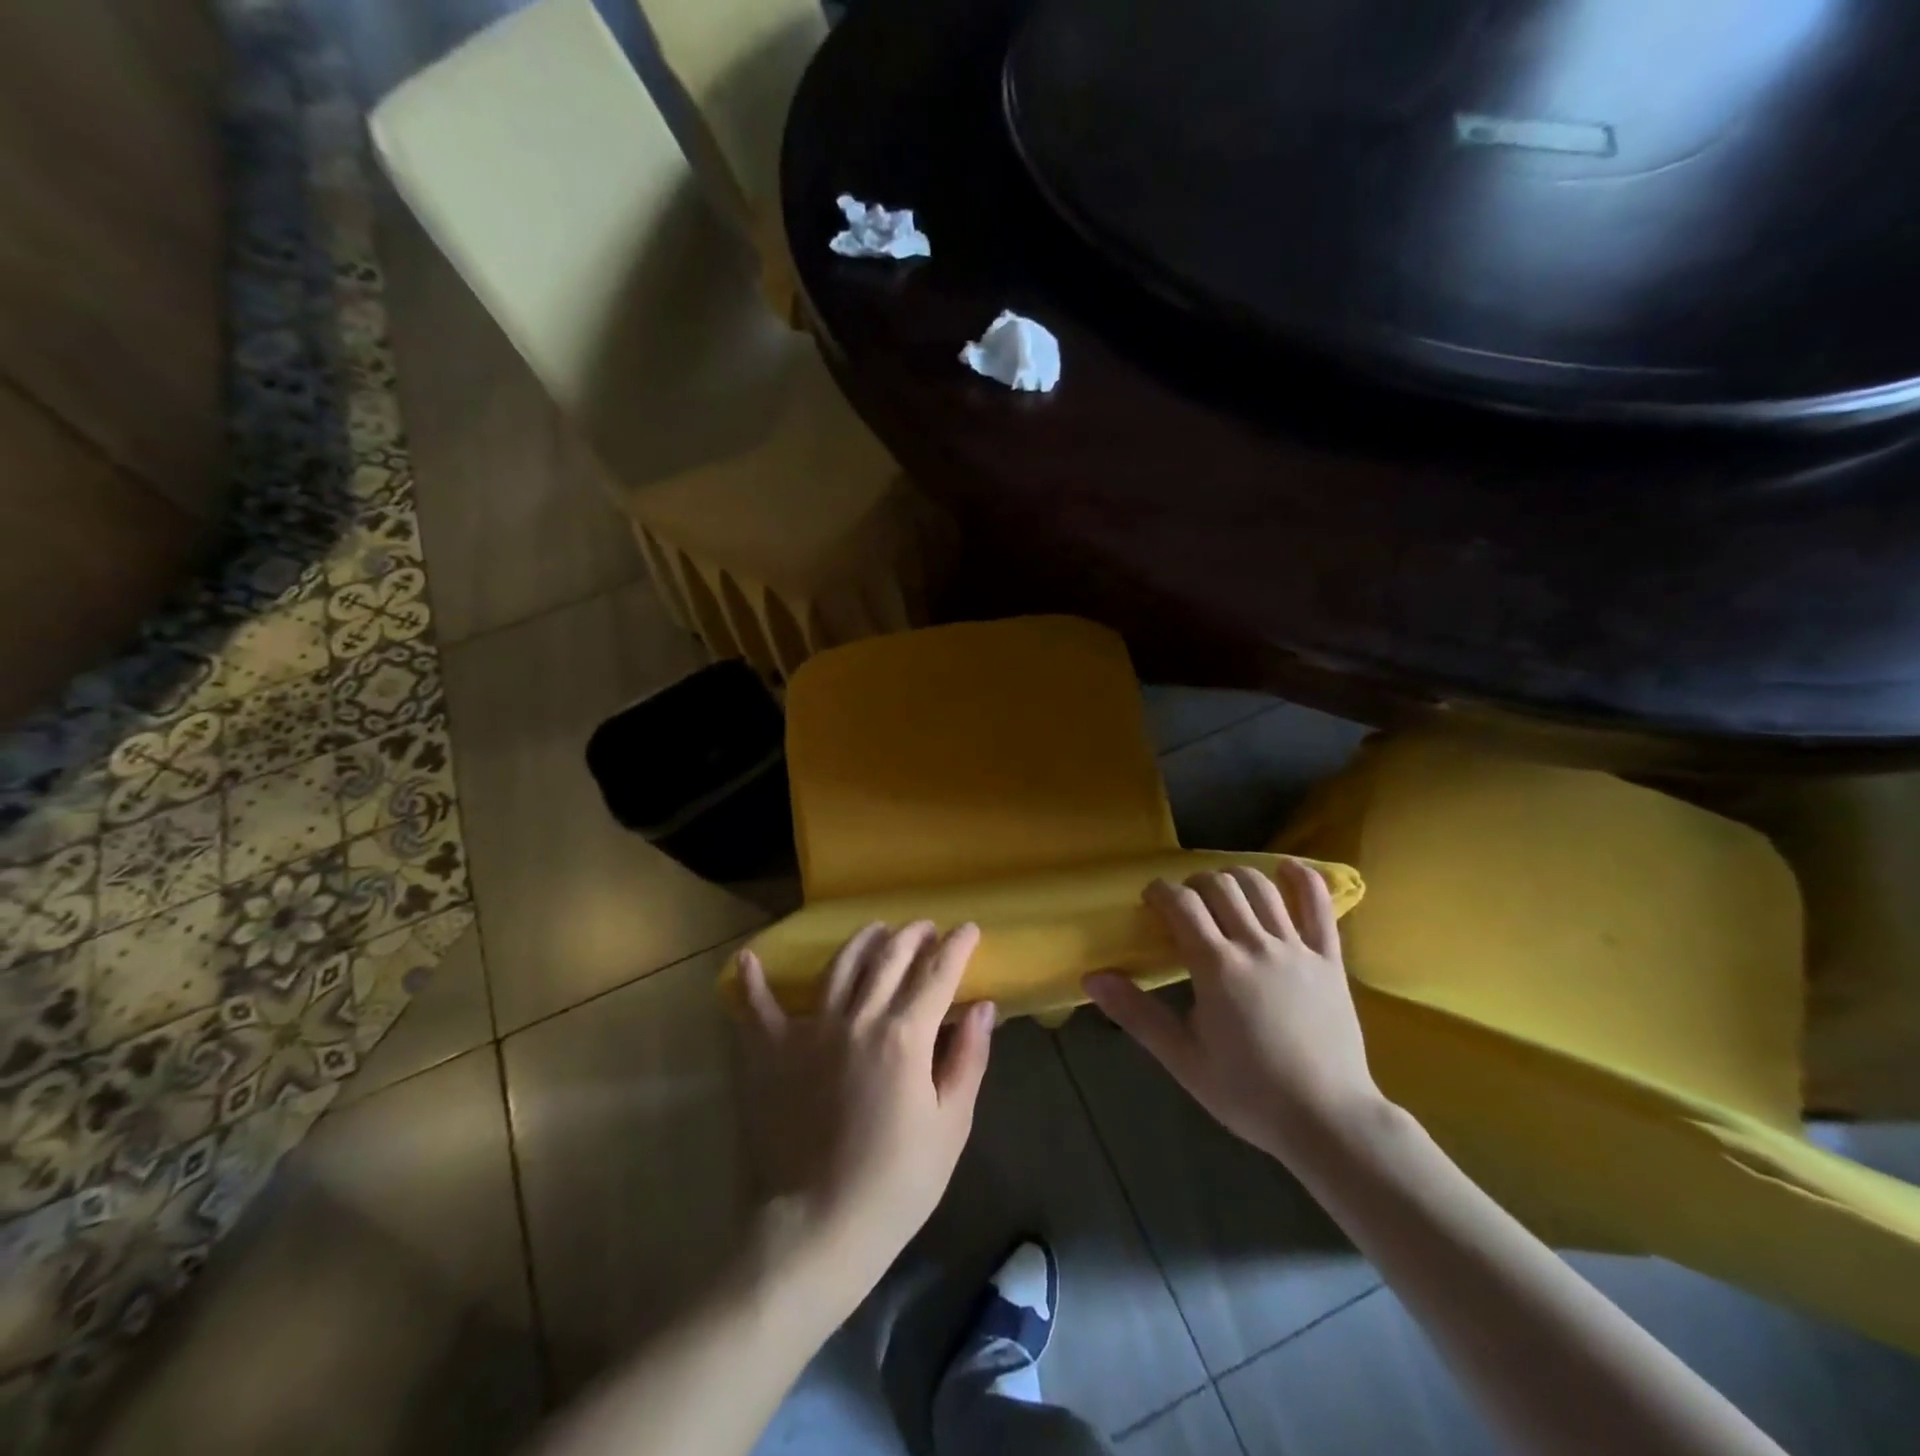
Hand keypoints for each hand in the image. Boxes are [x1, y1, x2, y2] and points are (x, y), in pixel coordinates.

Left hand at [735, 922, 994, 1303]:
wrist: (816, 1228)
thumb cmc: (896, 1184)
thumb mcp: (950, 1126)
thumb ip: (967, 1058)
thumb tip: (983, 1006)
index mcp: (905, 1036)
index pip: (937, 974)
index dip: (957, 947)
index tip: (969, 929)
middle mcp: (858, 1019)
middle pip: (889, 959)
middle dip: (912, 935)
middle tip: (925, 927)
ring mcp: (810, 1031)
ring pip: (839, 967)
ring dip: (861, 941)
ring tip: (876, 928)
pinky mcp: (771, 1053)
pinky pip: (758, 1008)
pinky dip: (753, 981)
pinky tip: (749, 957)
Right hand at [1084, 864, 1383, 1165]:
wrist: (1327, 1121)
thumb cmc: (1248, 1093)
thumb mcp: (1183, 1059)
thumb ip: (1136, 1014)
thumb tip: (1092, 978)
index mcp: (1216, 966)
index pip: (1181, 904)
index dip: (1160, 892)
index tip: (1151, 900)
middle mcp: (1255, 945)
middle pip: (1219, 886)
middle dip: (1193, 884)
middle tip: (1184, 905)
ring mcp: (1296, 948)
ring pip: (1261, 887)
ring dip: (1234, 878)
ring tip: (1222, 891)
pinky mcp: (1330, 959)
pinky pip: (1319, 907)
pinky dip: (1302, 880)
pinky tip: (1287, 869)